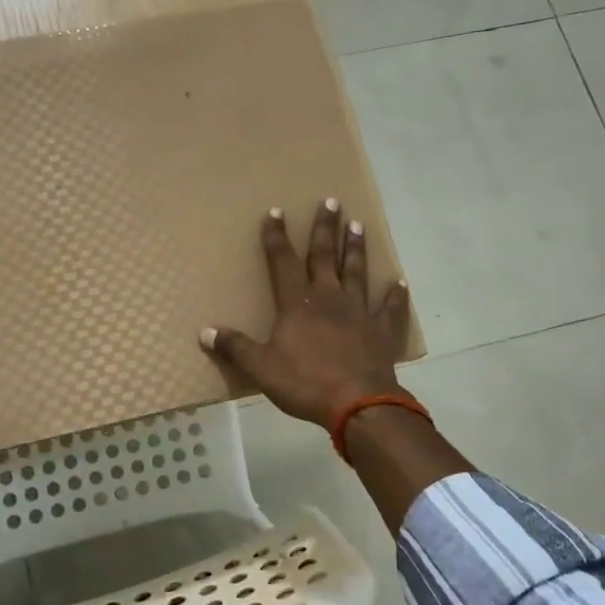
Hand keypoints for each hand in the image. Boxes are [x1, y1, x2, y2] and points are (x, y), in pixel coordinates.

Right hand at [201, 199, 412, 429]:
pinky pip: (389, 308)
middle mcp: (329, 298)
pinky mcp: (381, 330)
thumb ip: (235, 347)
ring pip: (356, 272)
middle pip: (325, 256)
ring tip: (358, 224)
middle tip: (332, 201)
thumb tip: (205, 332)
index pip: (283, 262)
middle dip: (325, 228)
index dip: (277, 237)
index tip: (276, 212)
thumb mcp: (261, 368)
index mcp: (298, 304)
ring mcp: (359, 312)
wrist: (358, 403)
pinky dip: (394, 295)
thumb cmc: (305, 383)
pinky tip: (399, 282)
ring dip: (356, 248)